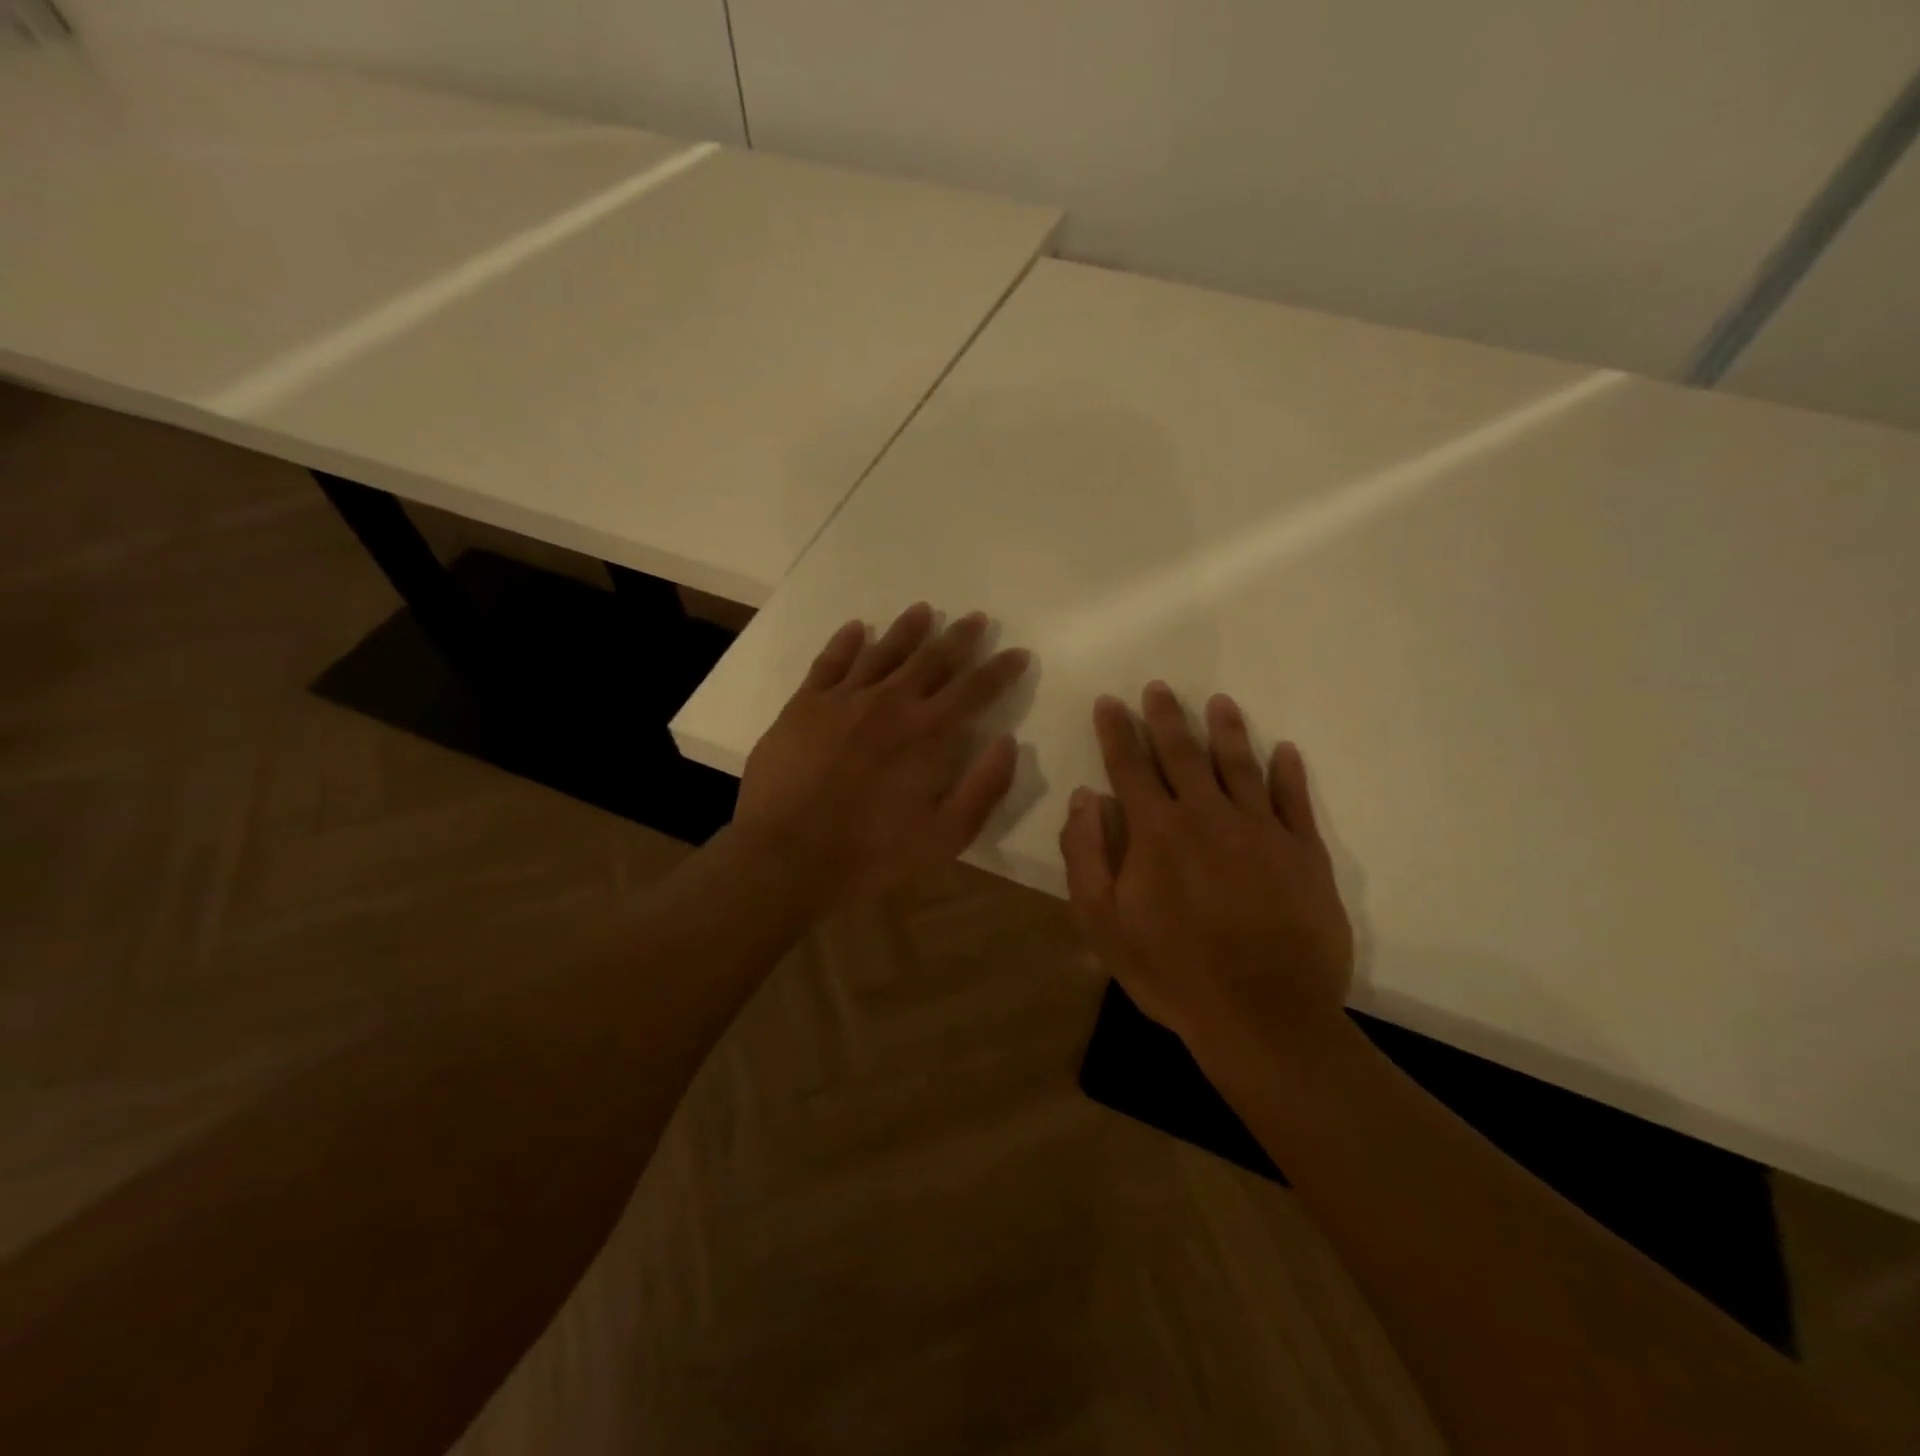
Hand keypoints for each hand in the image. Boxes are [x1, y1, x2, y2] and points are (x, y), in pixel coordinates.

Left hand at [733, 602, 1030, 911]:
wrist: (788, 855)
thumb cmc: (873, 852)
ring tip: (924, 610)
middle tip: (977, 619)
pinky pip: (830, 662)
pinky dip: (845, 642)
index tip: (1018, 653)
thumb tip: (1008, 742)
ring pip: (884, 651)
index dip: (1001, 669)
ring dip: (908, 630)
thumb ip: (984, 786)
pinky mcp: (805, 705)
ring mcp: (844, 699)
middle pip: (933, 659)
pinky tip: (856, 628)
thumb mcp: (946, 834)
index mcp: (929, 732)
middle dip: (960, 638)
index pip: (975, 689)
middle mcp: (891, 702)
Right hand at [1058, 683, 1353, 1052]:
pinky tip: (1284, 751)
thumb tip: (1084, 798)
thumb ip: (1084, 855)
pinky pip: (1294, 800)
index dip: (1117, 731)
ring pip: (1240, 764)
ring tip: (1218, 703)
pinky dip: (1289, 772)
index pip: (1130, 766)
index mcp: (1157, 831)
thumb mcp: (1102, 923)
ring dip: (1226, 730)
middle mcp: (1207, 815)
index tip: (1110, 701)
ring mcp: (1261, 830)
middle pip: (1183, 753)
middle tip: (1158, 688)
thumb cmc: (1172, 971)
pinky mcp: (1304, 852)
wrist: (1263, 1016)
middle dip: (1165, 717)